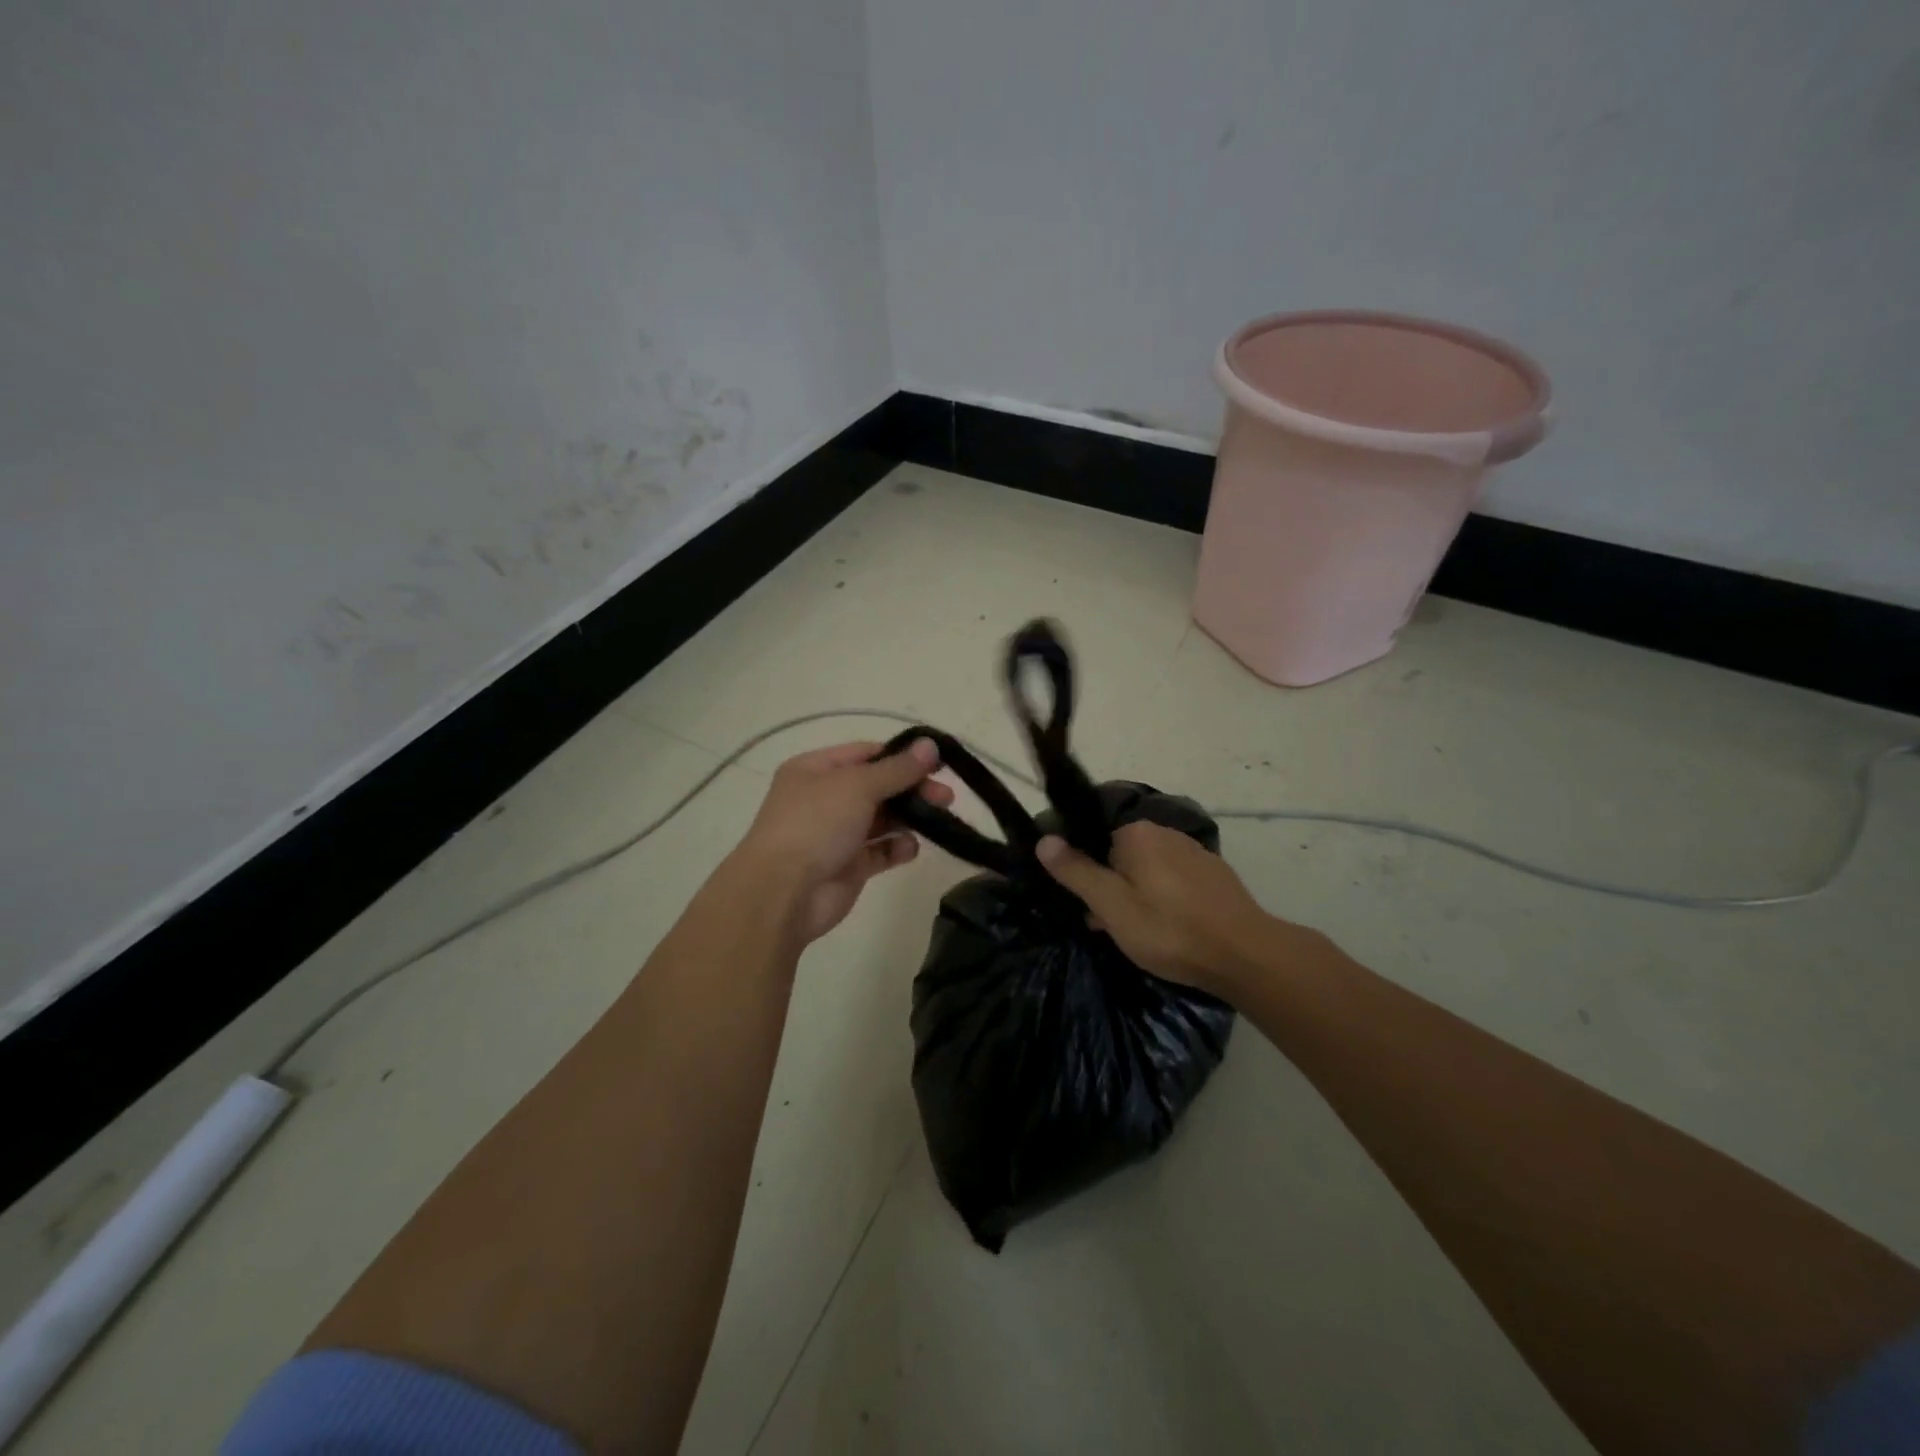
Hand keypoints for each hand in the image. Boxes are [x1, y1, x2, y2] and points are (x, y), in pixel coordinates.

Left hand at [734, 738, 952, 944]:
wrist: (783, 893)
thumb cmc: (815, 824)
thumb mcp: (857, 785)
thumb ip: (897, 768)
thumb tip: (930, 745)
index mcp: (815, 770)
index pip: (866, 754)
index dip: (901, 756)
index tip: (937, 763)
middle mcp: (824, 798)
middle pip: (878, 786)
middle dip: (912, 788)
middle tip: (947, 797)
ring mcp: (836, 834)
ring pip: (882, 818)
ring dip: (909, 817)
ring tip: (939, 819)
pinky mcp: (848, 866)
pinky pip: (880, 851)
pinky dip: (897, 847)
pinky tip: (909, 848)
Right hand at [1036, 822, 1285, 997]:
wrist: (1245, 954)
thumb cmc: (1169, 930)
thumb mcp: (1112, 906)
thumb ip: (1076, 871)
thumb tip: (1043, 838)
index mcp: (1136, 833)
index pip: (1094, 842)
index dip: (1086, 875)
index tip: (1087, 908)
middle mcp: (1165, 832)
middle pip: (1121, 856)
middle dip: (1112, 888)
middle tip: (1111, 928)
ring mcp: (1194, 852)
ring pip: (1149, 871)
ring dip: (1138, 896)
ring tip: (1141, 935)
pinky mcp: (1215, 875)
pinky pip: (1175, 881)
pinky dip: (1166, 900)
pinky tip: (1172, 930)